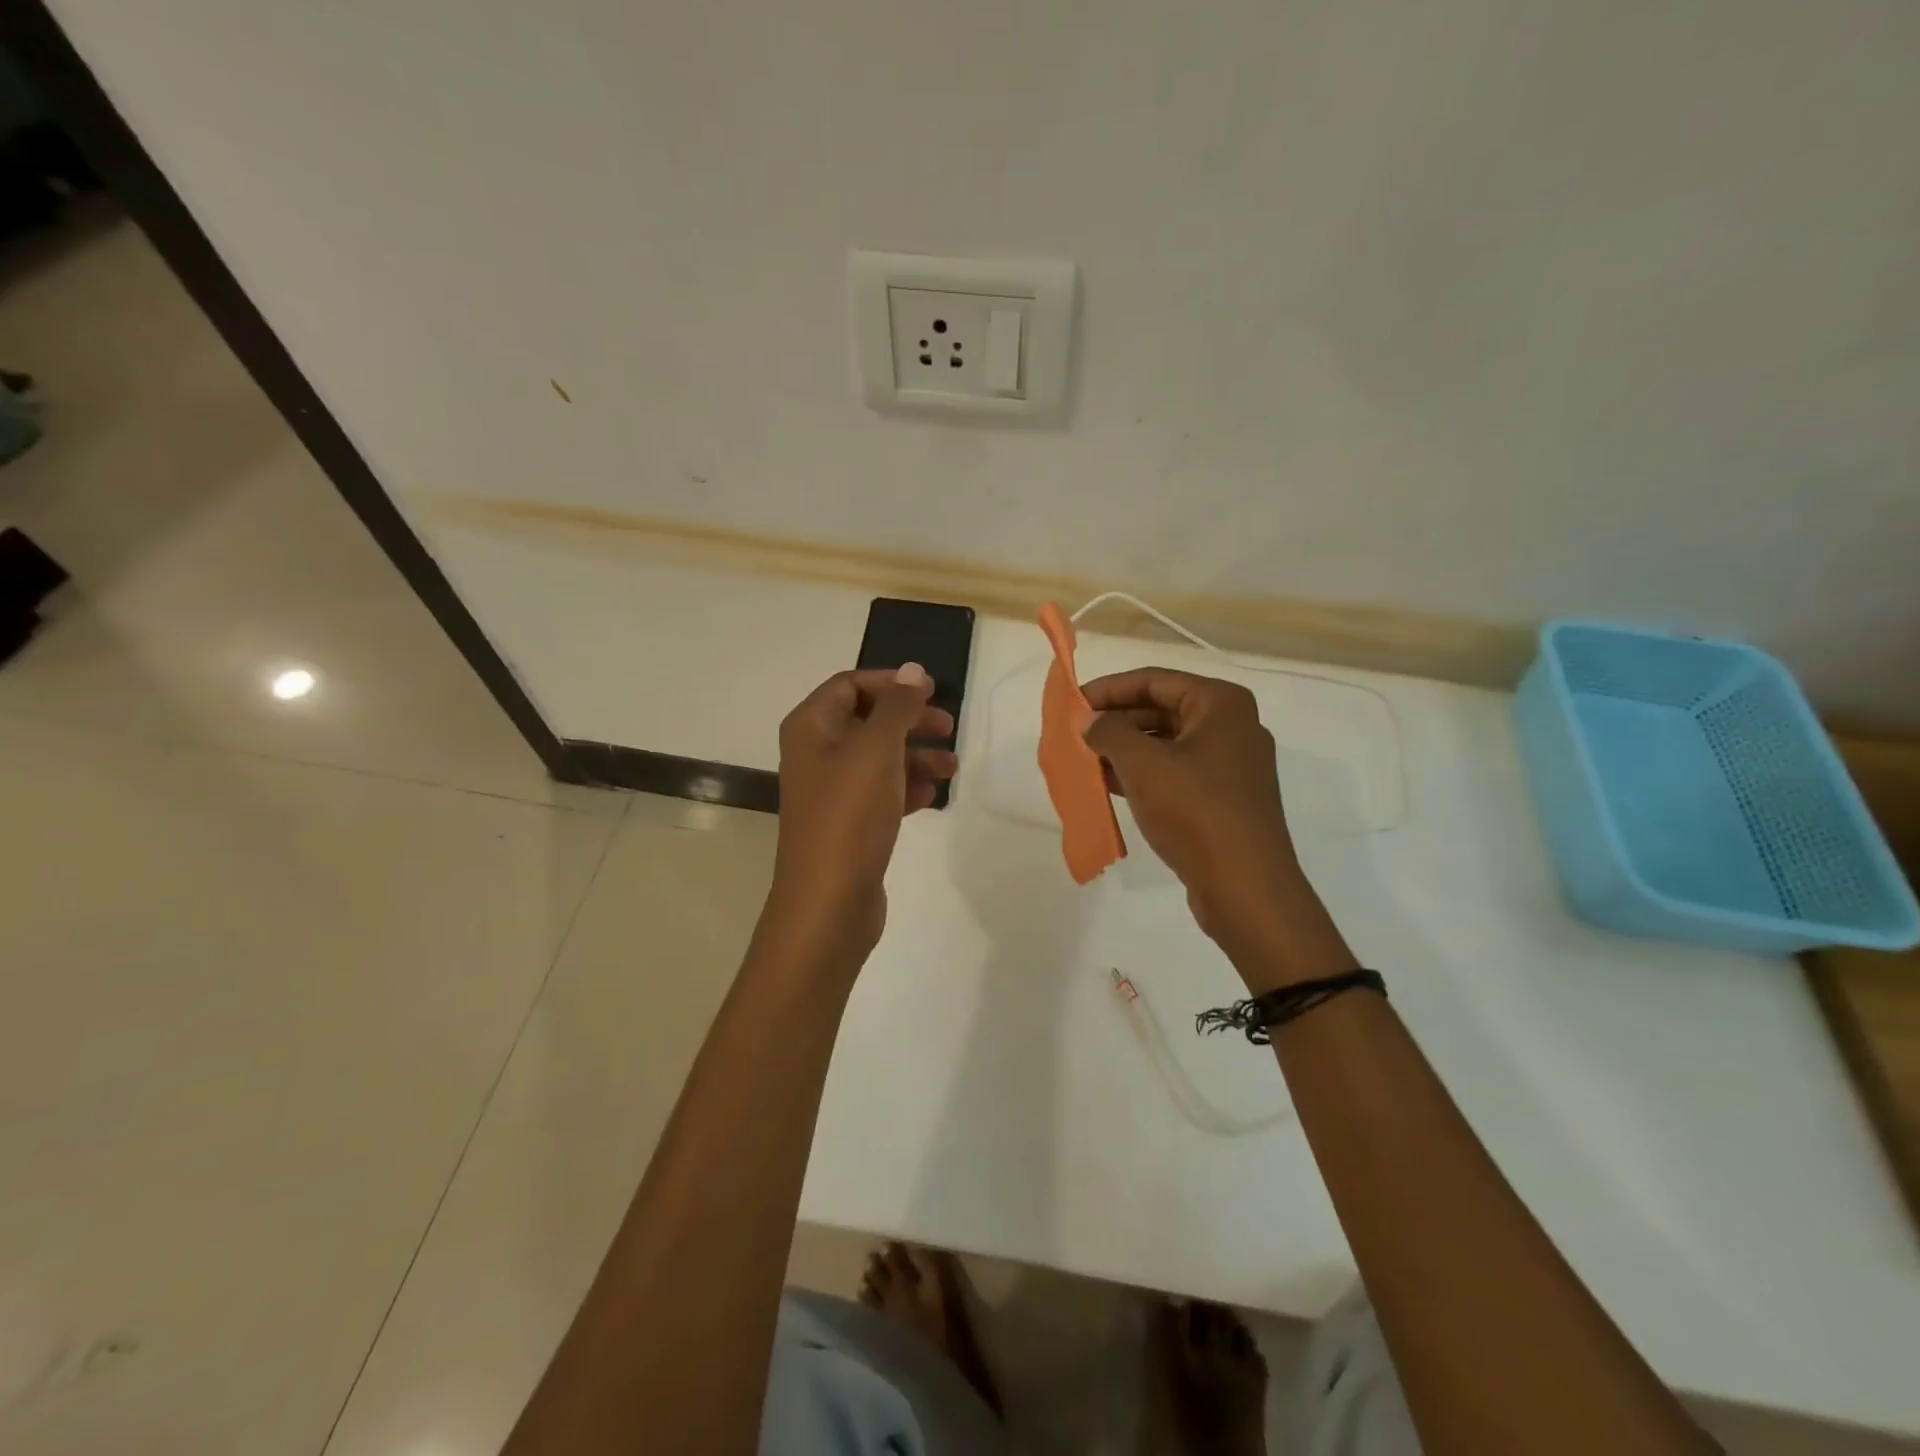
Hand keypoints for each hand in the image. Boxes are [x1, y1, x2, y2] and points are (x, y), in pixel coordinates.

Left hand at [765, 663, 956, 962]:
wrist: (829, 901)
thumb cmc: (850, 814)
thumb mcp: (876, 749)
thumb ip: (898, 706)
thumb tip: (913, 671)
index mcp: (811, 727)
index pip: (850, 685)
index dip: (892, 683)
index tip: (933, 692)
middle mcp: (816, 753)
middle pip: (868, 720)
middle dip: (910, 721)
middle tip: (949, 727)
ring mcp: (831, 791)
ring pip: (879, 758)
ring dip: (915, 756)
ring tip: (951, 767)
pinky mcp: (848, 823)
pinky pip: (880, 792)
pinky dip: (906, 787)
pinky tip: (931, 796)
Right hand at [1081, 669, 1354, 989]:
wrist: (1245, 887)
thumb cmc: (1195, 811)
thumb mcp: (1142, 764)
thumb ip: (1109, 732)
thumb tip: (1090, 721)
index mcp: (1221, 704)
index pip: (1153, 680)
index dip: (1108, 689)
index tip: (1072, 704)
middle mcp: (1232, 726)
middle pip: (1161, 710)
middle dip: (1115, 721)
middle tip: (1075, 735)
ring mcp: (1231, 765)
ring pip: (1166, 744)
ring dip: (1125, 750)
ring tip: (1085, 761)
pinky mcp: (1224, 799)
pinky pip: (1175, 773)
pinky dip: (1142, 775)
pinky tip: (1108, 786)